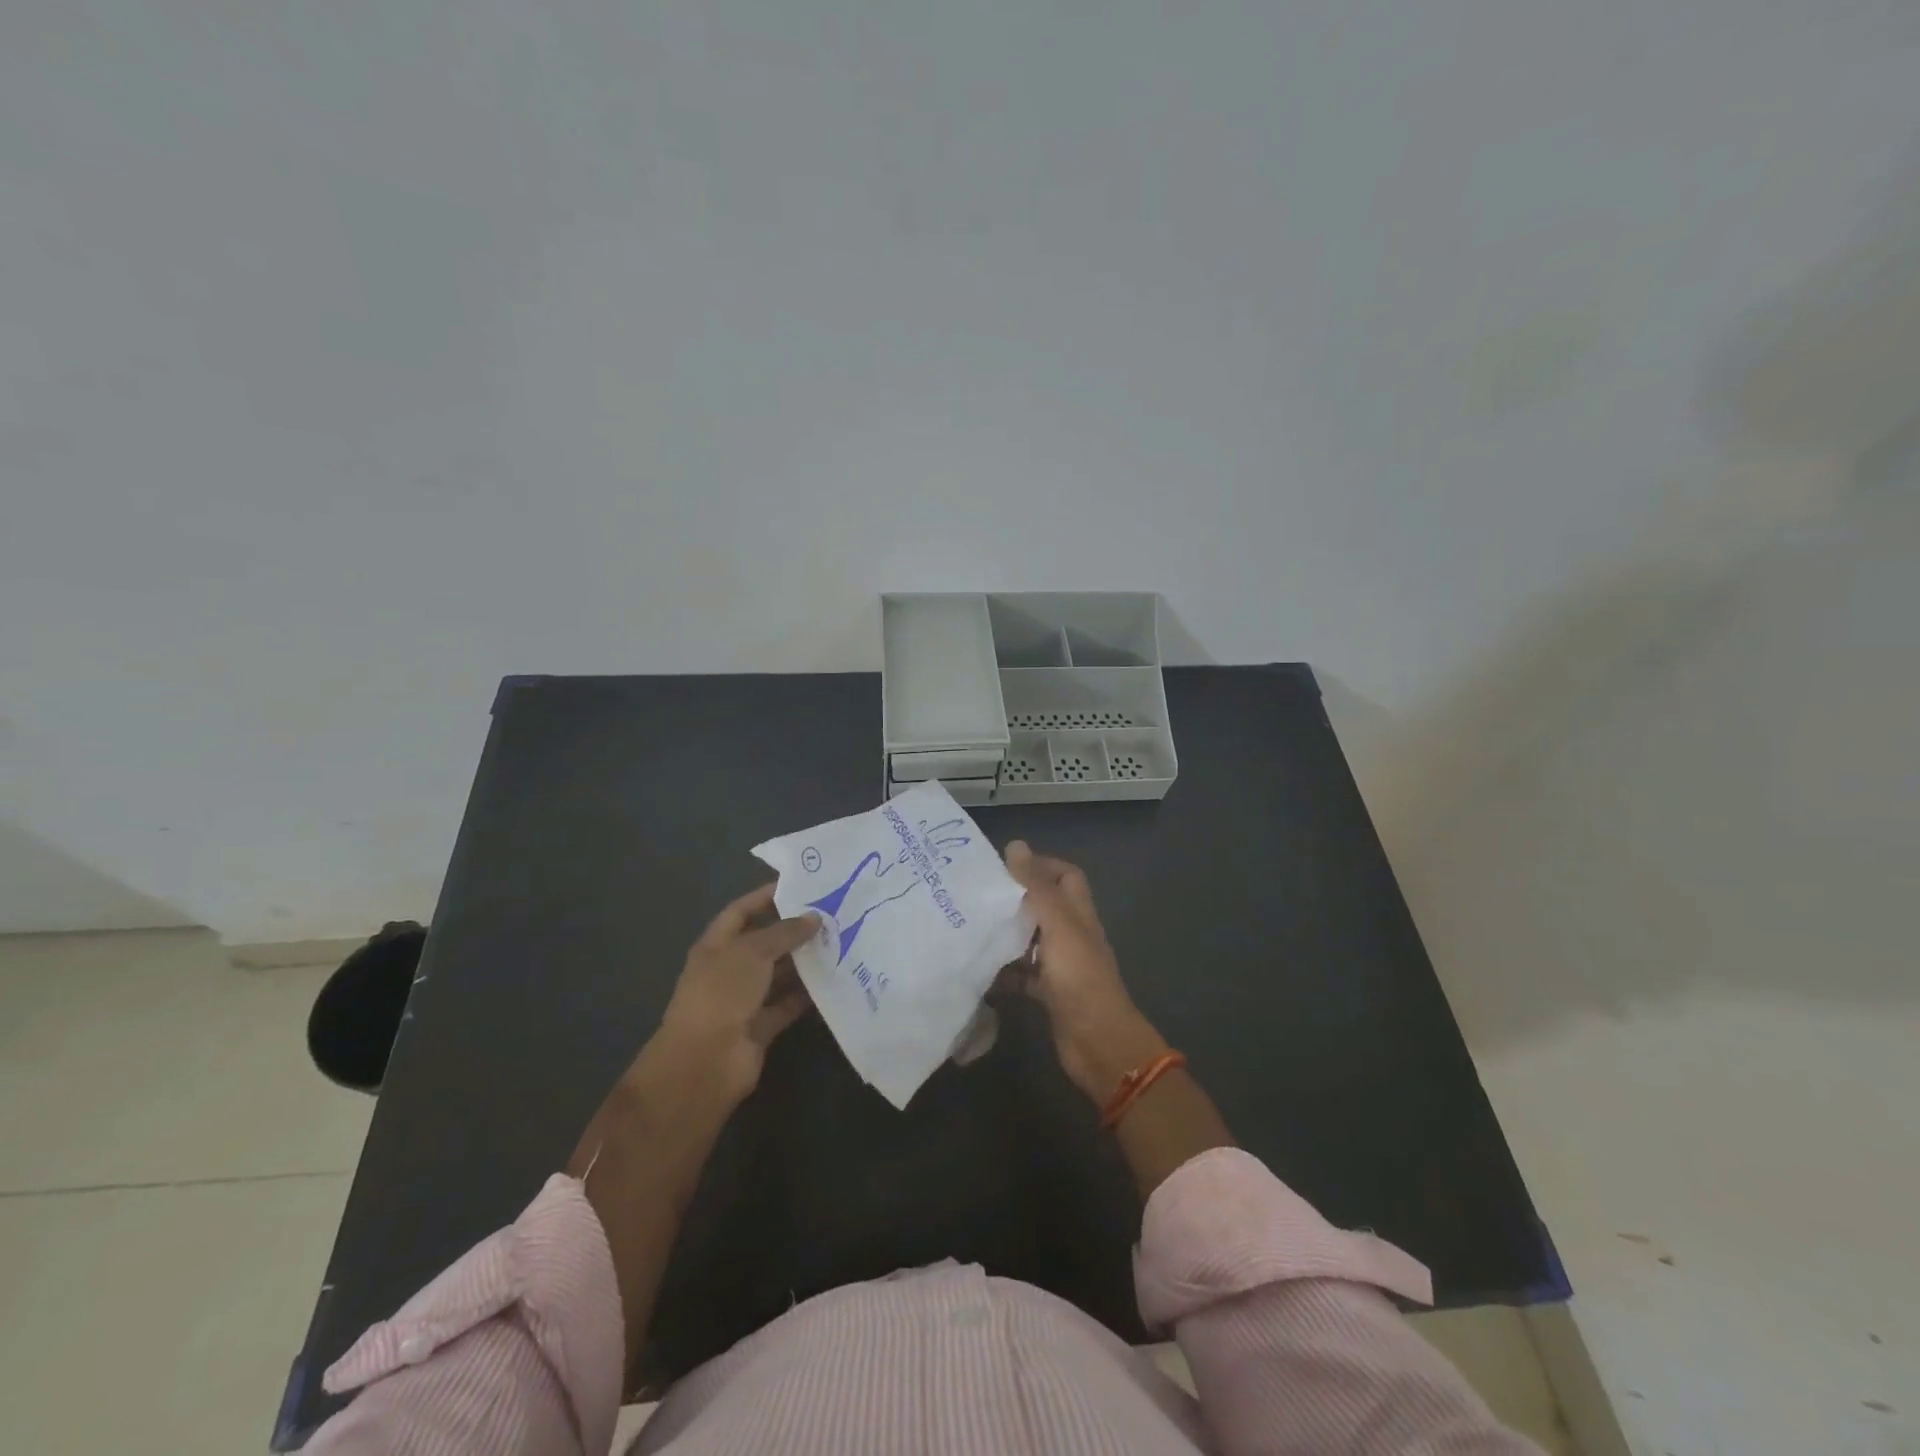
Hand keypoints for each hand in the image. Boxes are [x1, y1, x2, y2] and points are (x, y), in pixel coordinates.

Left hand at [655, 883, 819, 1105]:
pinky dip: (807, 994)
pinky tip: (834, 979)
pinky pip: (787, 1004)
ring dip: (804, 961)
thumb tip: (815, 917)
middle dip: (793, 929)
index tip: (800, 886)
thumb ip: (785, 932)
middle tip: (831, 914)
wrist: (705, 1062)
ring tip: (840, 942)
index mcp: (716, 946)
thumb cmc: (722, 993)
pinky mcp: (761, 1027)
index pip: (741, 912)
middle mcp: (729, 970)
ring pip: (778, 974)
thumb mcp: (752, 952)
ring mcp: (744, 1000)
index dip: (766, 897)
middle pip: (764, 942)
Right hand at [1003, 841, 1167, 1103]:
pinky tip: (978, 971)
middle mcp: (1071, 934)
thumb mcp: (1057, 925)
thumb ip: (1036, 887)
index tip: (1004, 867)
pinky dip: (1003, 972)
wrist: (1098, 1043)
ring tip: (970, 928)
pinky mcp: (1049, 992)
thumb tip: (1016, 845)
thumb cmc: (1079, 977)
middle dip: (1014, 899)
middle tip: (977, 897)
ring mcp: (1061, 965)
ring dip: (1006, 934)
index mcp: (1078, 913)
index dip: (1040, 866)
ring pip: (1030, 940)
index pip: (1065, 875)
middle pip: (1044, 906)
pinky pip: (1022, 974)